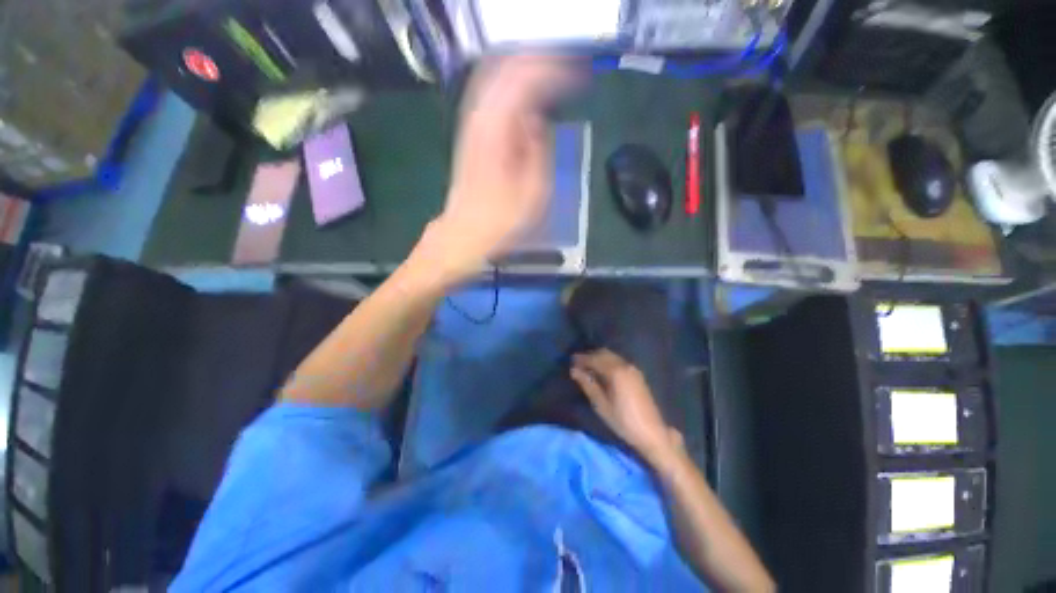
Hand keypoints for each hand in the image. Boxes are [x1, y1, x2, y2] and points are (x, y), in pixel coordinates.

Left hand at [423, 55, 578, 280]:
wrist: (462, 236)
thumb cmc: (499, 222)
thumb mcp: (532, 194)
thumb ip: (538, 151)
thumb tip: (537, 121)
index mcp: (496, 131)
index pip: (524, 79)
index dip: (552, 72)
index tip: (576, 76)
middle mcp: (478, 119)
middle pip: (505, 69)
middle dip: (537, 64)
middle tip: (565, 68)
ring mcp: (470, 126)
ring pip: (495, 79)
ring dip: (523, 73)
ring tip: (550, 76)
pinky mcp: (469, 136)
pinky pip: (490, 99)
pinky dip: (509, 91)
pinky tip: (524, 98)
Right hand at [570, 349, 680, 464]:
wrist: (652, 433)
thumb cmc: (623, 421)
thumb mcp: (601, 405)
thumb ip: (587, 384)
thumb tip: (574, 370)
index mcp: (615, 371)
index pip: (594, 358)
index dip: (581, 359)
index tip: (570, 361)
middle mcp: (625, 365)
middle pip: (603, 353)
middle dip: (590, 356)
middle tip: (578, 363)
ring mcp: (633, 369)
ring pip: (611, 356)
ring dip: (599, 358)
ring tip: (588, 368)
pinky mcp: (637, 375)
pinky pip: (618, 361)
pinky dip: (608, 362)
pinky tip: (602, 372)